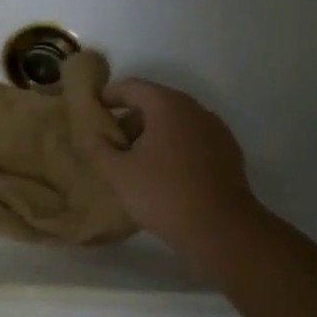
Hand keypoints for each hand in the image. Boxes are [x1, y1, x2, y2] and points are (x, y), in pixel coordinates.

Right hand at [78, 78, 262, 274]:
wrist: (221, 229)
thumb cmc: (163, 193)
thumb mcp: (117, 172)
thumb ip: (97, 147)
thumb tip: (88, 132)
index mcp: (169, 106)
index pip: (132, 87)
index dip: (108, 95)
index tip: (91, 110)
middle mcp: (196, 110)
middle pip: (155, 103)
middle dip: (129, 119)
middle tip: (108, 142)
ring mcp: (216, 132)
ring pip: (175, 123)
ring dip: (151, 135)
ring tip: (131, 162)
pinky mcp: (227, 155)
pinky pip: (191, 141)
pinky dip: (172, 148)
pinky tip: (160, 174)